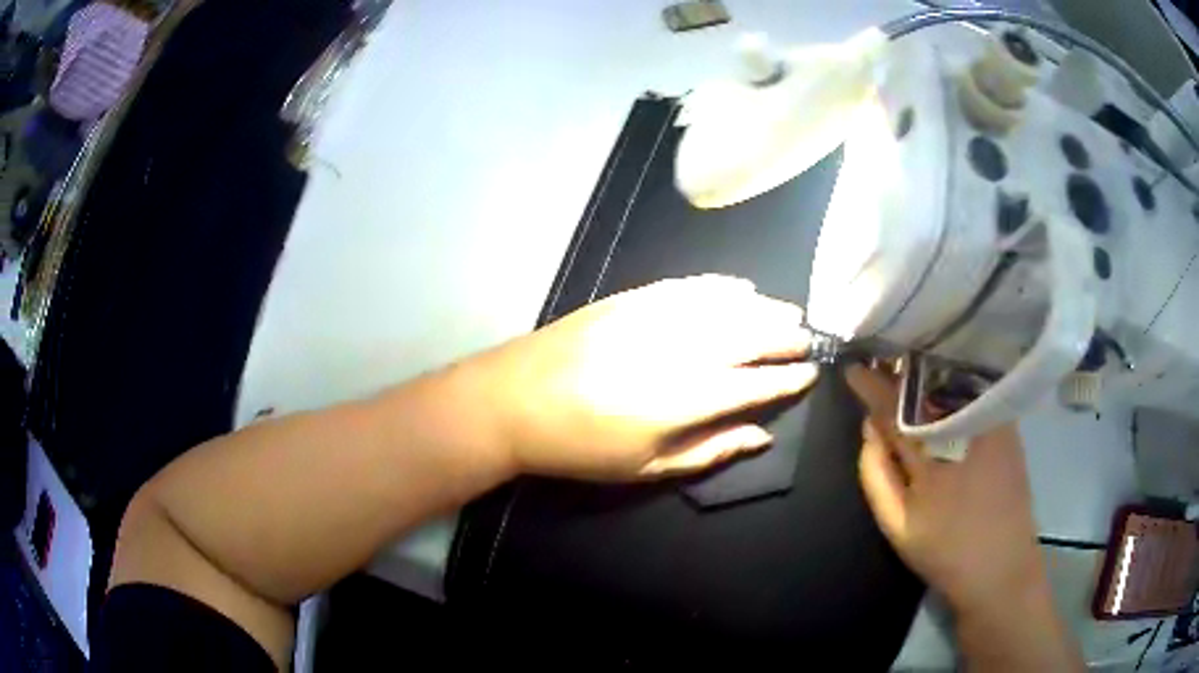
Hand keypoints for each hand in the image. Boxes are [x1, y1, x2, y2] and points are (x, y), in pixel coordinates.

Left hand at [475, 275, 818, 479]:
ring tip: (789, 311)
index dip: (788, 379)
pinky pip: (690, 286)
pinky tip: (741, 287)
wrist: (515, 400)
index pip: (757, 383)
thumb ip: (710, 451)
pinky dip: (721, 286)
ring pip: (727, 306)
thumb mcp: (647, 467)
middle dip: (786, 336)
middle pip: (750, 335)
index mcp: (688, 398)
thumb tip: (762, 437)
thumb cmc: (581, 447)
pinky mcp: (634, 299)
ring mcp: (656, 316)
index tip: (810, 373)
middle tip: (809, 337)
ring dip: (764, 307)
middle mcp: (682, 349)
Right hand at [846, 365, 1046, 615]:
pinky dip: (954, 382)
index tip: (852, 369)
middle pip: (925, 386)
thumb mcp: (897, 526)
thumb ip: (876, 475)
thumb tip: (868, 427)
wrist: (1001, 566)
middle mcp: (964, 428)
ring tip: (905, 368)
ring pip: (952, 383)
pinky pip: (976, 391)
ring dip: (926, 373)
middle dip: (899, 372)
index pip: (895, 407)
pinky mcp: (1008, 425)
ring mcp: (990, 423)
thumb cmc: (944, 552)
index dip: (872, 385)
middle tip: (878, 361)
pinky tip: (941, 384)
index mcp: (931, 456)